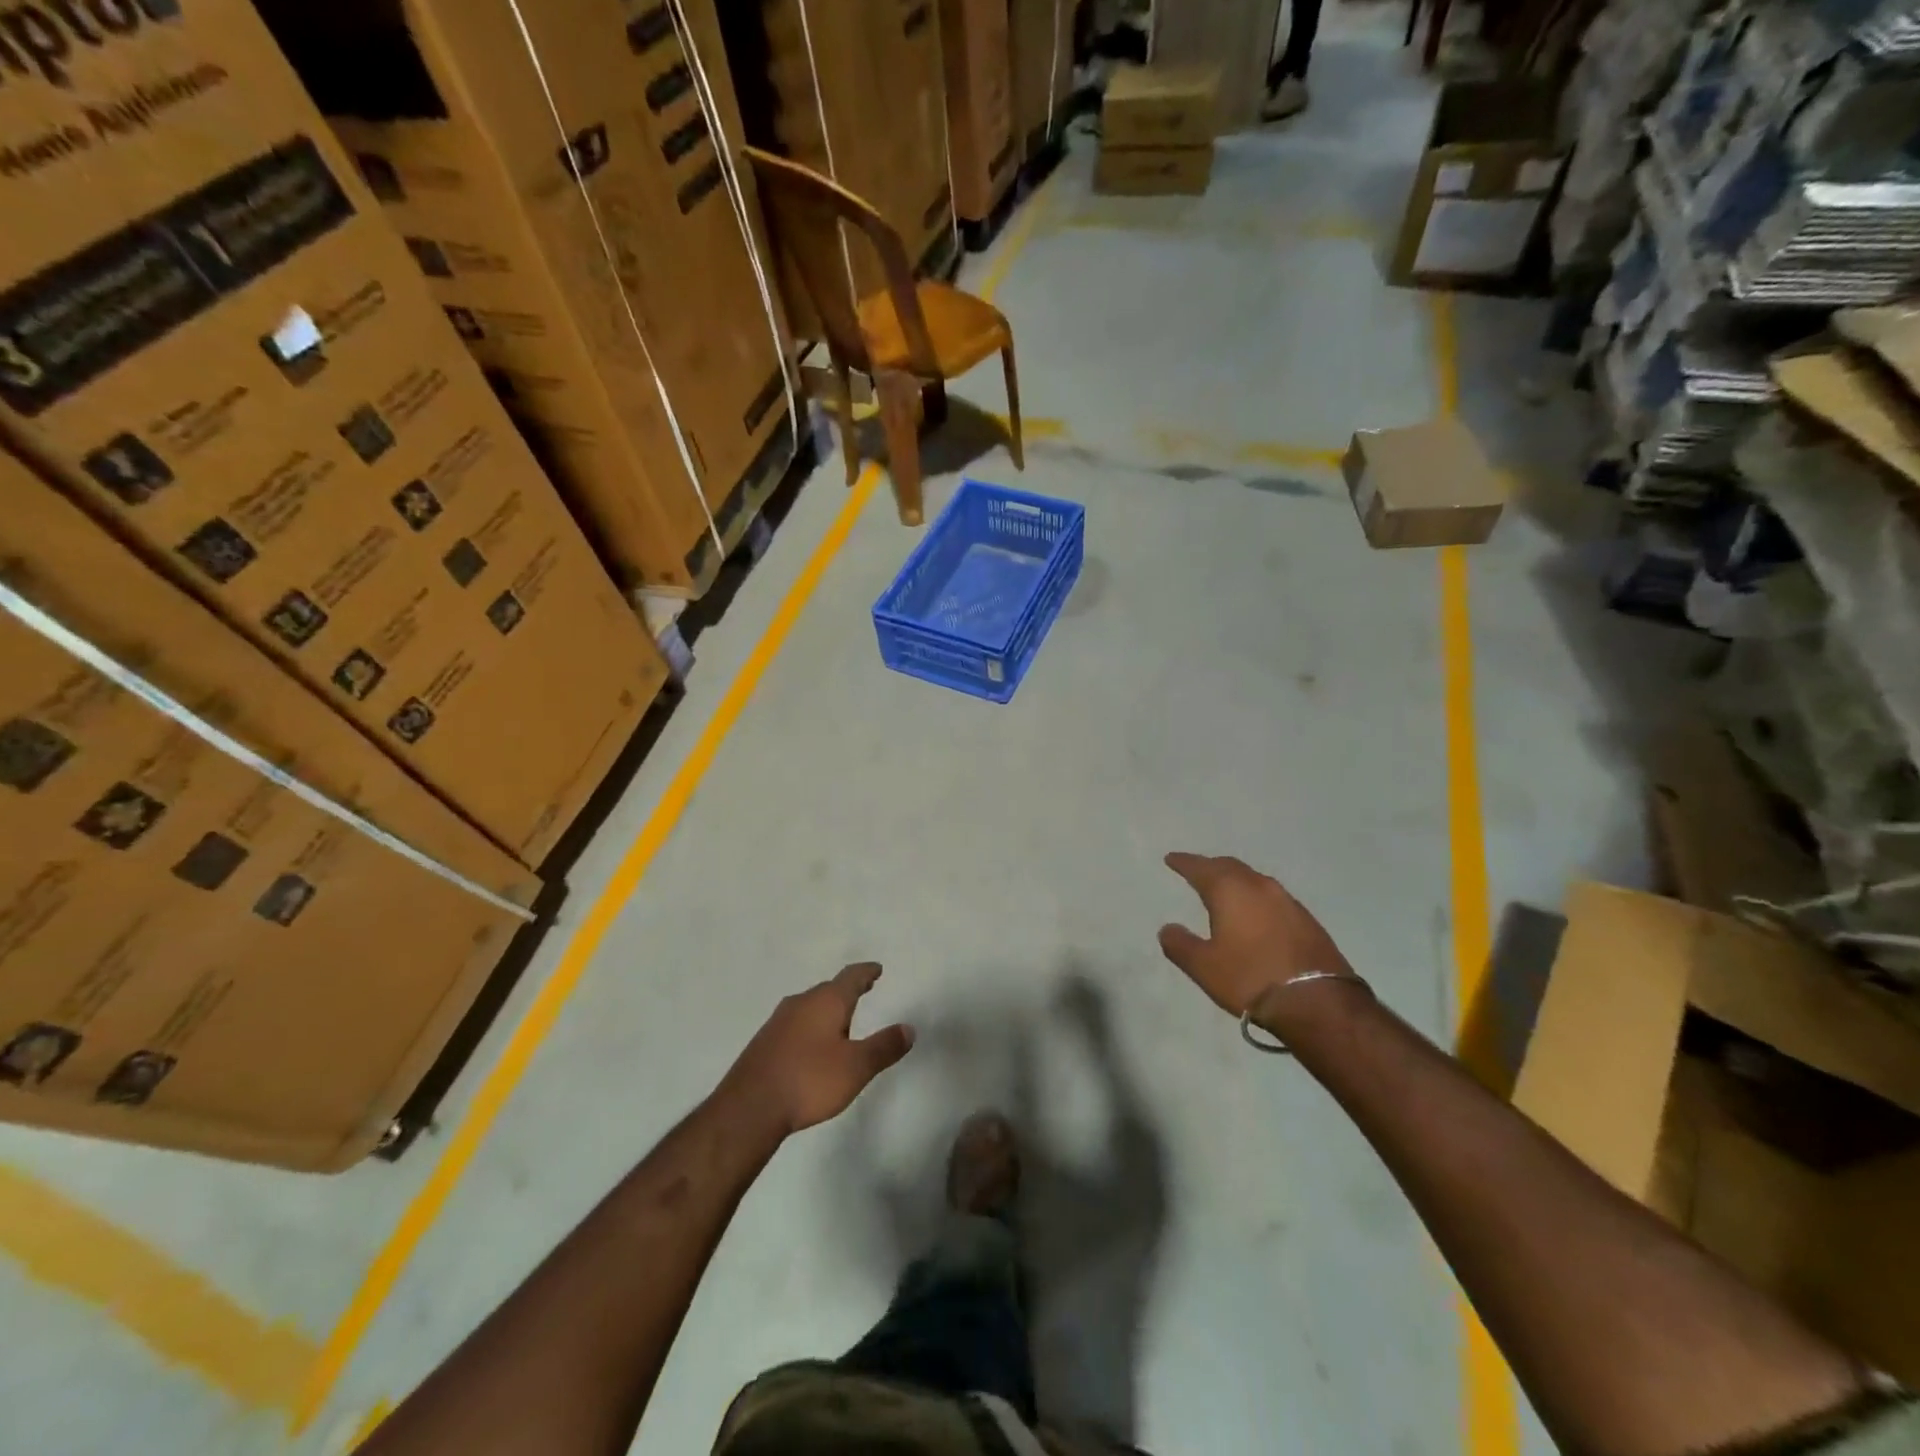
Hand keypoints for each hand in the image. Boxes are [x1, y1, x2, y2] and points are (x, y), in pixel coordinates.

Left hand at [723, 963, 913, 1134]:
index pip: (851, 977)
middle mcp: (801, 1003)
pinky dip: (810, 1027)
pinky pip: (795, 1025)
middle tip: (862, 992)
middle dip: (846, 991)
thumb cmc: (809, 1080)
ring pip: (809, 1007)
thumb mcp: (856, 1067)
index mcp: (826, 1001)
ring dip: (826, 1010)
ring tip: (840, 1021)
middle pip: (828, 989)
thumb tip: (909, 1028)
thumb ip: (884, 1047)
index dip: (866, 973)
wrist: (749, 1108)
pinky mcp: (764, 1043)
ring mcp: (778, 1022)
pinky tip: (811, 1046)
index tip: (876, 969)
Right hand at [1158, 853, 1365, 1028]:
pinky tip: (1255, 914)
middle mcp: (1259, 886)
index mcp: (1230, 890)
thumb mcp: (1204, 967)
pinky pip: (1272, 898)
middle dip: (1211, 867)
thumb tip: (1167, 929)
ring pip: (1254, 880)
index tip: (1171, 859)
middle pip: (1230, 867)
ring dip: (1236, 881)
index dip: (1183, 862)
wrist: (1318, 1001)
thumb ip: (1180, 945)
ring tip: (1225, 891)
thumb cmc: (1250, 978)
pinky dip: (1256, 898)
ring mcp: (1287, 901)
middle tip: (1196, 871)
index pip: (1200, 868)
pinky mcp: (1307, 920)